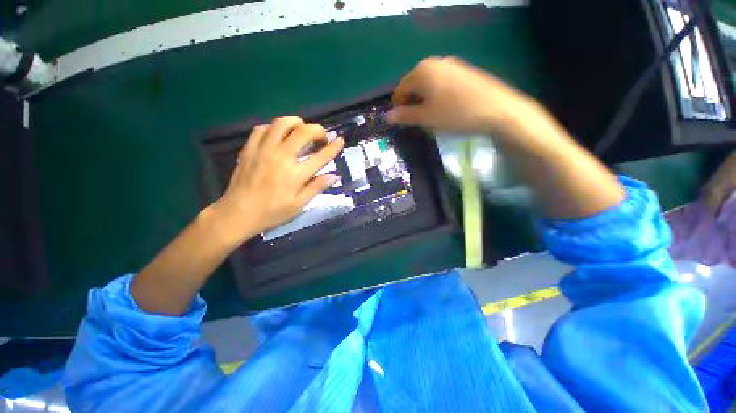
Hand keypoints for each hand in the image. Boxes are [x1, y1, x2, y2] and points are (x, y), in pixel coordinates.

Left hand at [213, 116, 343, 244]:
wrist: (238, 213)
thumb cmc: (272, 212)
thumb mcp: (299, 205)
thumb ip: (316, 187)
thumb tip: (334, 176)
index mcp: (296, 174)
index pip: (321, 156)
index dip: (333, 147)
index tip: (340, 140)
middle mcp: (281, 156)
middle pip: (303, 131)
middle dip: (317, 130)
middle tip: (321, 138)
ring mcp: (263, 149)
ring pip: (282, 123)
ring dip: (297, 123)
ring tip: (301, 132)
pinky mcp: (250, 148)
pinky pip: (263, 128)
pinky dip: (275, 128)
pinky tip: (279, 137)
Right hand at [387, 57, 530, 134]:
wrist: (497, 109)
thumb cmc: (455, 113)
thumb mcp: (426, 118)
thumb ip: (405, 116)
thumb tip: (387, 116)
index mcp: (422, 71)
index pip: (400, 89)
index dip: (398, 106)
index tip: (402, 122)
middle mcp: (435, 62)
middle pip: (415, 85)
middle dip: (413, 103)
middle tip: (418, 121)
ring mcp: (452, 65)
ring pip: (429, 85)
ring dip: (425, 101)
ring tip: (433, 117)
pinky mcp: (464, 72)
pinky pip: (443, 84)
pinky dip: (439, 96)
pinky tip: (447, 109)